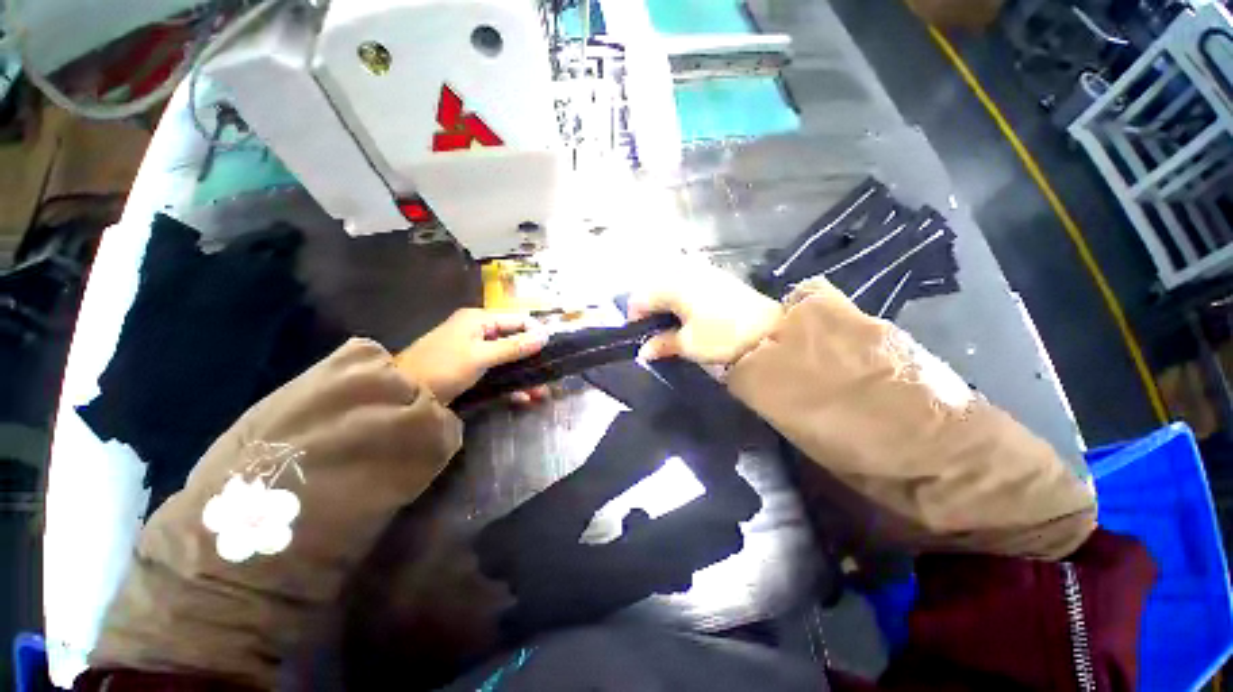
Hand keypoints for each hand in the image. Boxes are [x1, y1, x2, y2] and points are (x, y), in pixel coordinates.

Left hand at [394, 309, 547, 403]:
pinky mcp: (471, 366)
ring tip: (540, 392)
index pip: (518, 319)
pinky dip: (510, 381)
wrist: (403, 394)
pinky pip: (497, 369)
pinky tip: (522, 396)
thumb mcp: (480, 356)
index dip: (536, 332)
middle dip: (532, 358)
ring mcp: (474, 349)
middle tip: (549, 375)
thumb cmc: (442, 368)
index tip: (553, 350)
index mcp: (479, 319)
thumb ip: (514, 346)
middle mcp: (478, 330)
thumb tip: (545, 336)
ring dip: (524, 373)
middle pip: (515, 339)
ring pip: (508, 357)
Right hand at [628, 263, 783, 365]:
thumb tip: (644, 351)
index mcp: (671, 285)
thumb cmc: (721, 336)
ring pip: (670, 285)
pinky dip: (682, 298)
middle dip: (651, 311)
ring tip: (675, 326)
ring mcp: (701, 270)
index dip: (636, 320)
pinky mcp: (716, 275)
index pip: (639, 299)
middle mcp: (683, 271)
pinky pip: (687, 283)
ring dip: (666, 305)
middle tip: (658, 334)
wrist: (768, 330)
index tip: (643, 338)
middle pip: (653, 289)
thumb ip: (661, 344)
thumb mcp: (687, 344)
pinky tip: (691, 315)